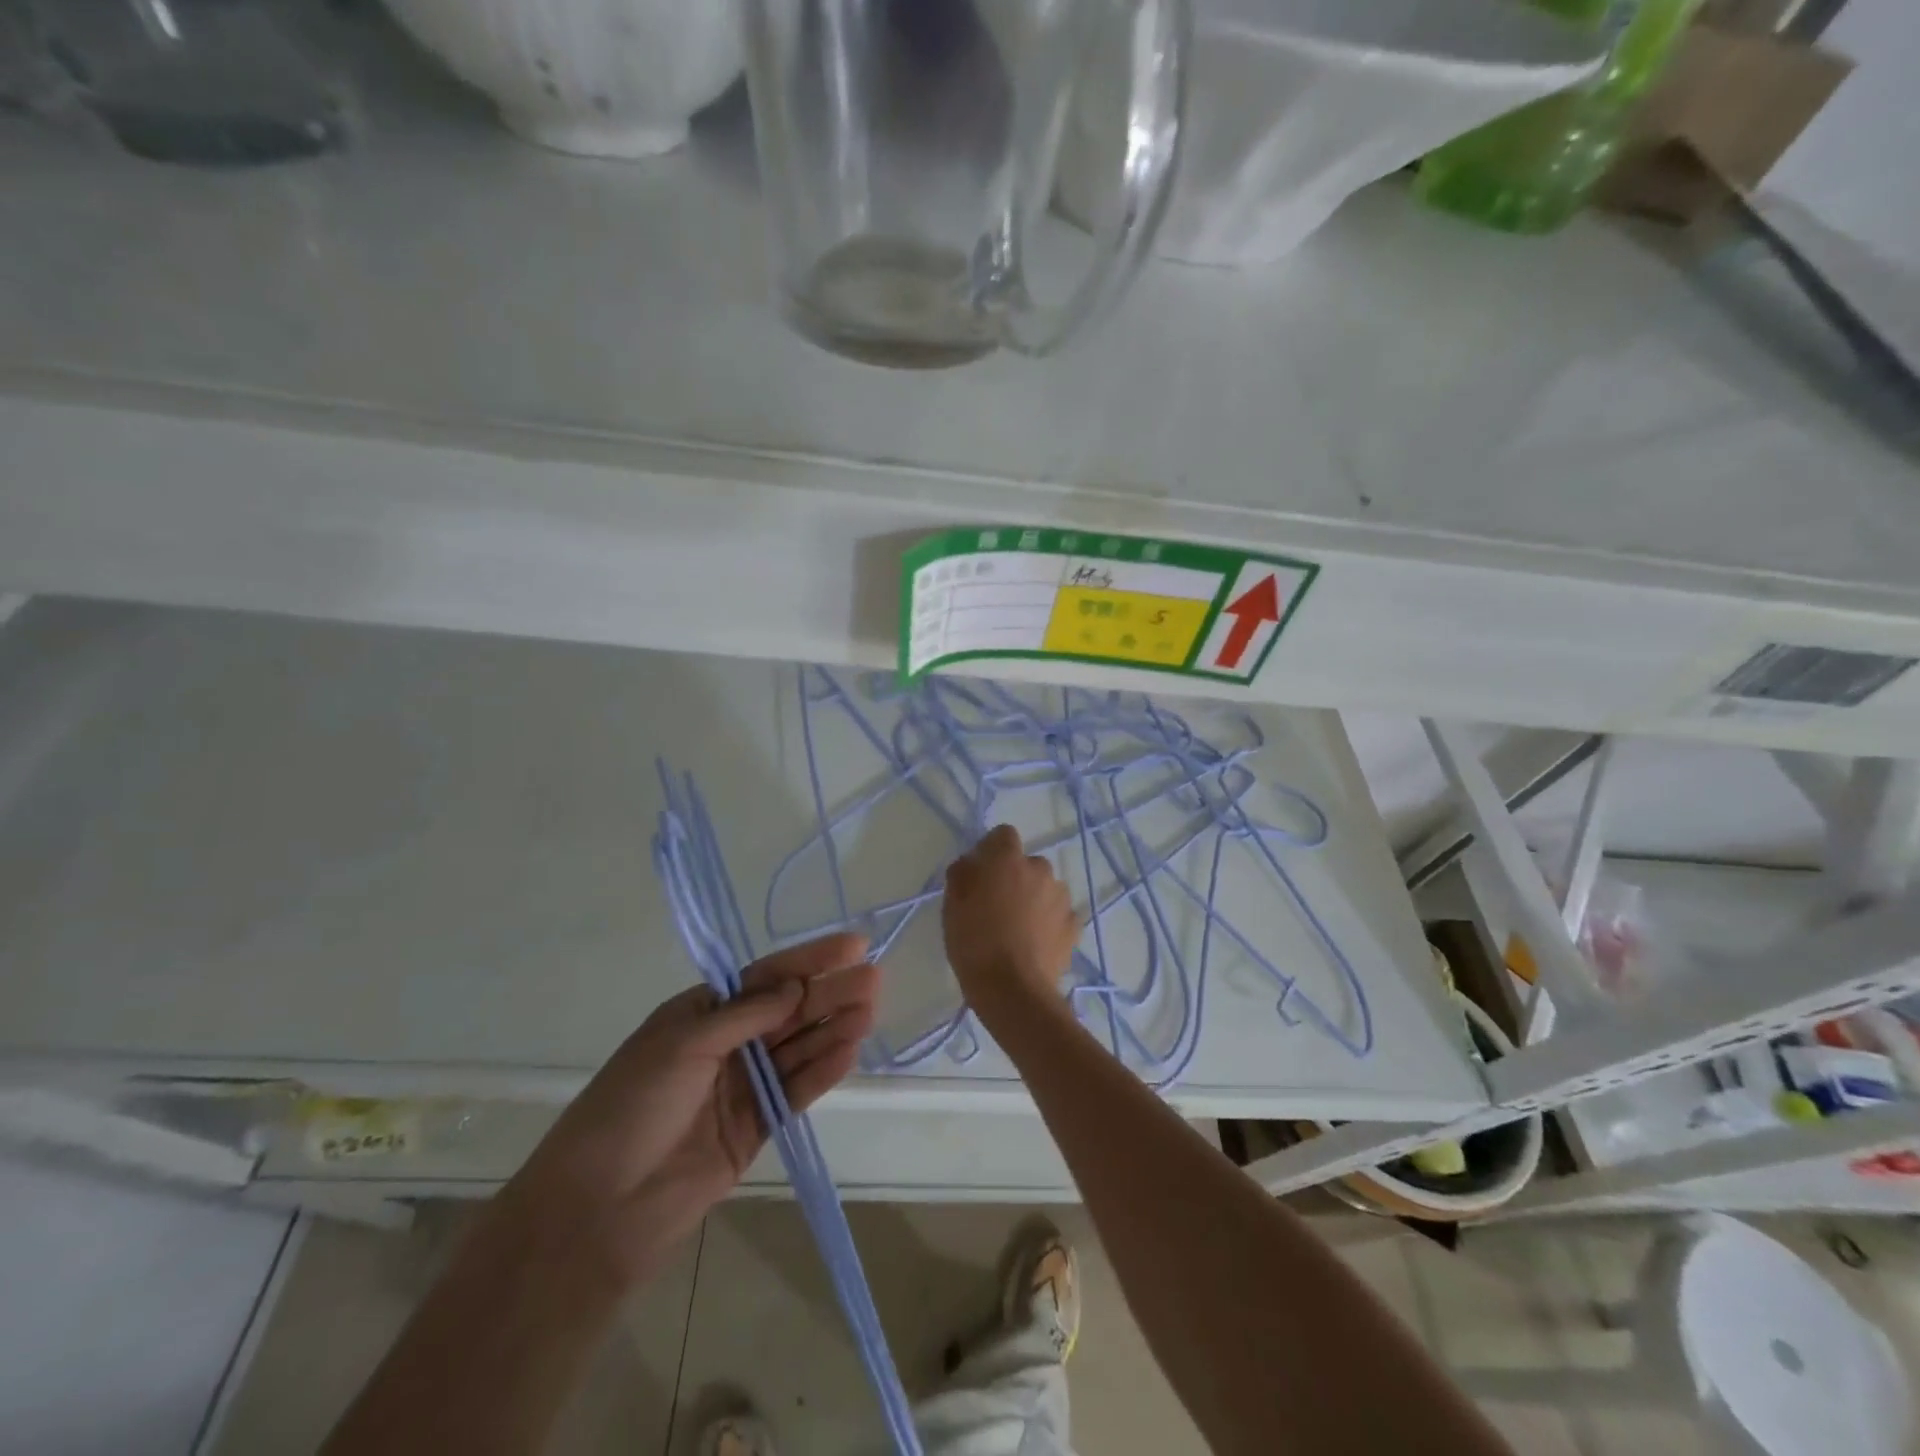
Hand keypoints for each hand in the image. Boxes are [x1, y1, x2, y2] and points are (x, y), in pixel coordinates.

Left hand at [504, 933, 878, 1285]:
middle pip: (788, 1011)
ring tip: (870, 1011)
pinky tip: (850, 1052)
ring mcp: (743, 1087)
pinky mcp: (756, 1128)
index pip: (765, 977)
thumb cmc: (632, 1107)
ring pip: (798, 1049)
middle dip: (829, 993)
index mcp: (701, 1013)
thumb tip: (796, 987)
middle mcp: (727, 1043)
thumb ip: (745, 1015)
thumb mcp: (683, 1045)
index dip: (808, 960)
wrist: (599, 1209)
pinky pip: (796, 1092)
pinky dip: (822, 1072)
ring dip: (833, 1028)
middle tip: (874, 979)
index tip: (852, 946)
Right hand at [942, 824, 1079, 1026]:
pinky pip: (1058, 915)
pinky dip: (1049, 923)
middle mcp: (1040, 869)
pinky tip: (1035, 944)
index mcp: (1008, 859)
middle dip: (1014, 877)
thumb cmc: (974, 942)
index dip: (991, 850)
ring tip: (1018, 929)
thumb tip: (971, 863)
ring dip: (1034, 899)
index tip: (980, 872)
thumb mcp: (952, 905)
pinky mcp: (1073, 926)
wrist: (1012, 989)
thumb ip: (962, 874)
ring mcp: (1061, 898)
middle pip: (1026, 864)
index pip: (1003, 835)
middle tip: (997, 906)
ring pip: (1045, 889)